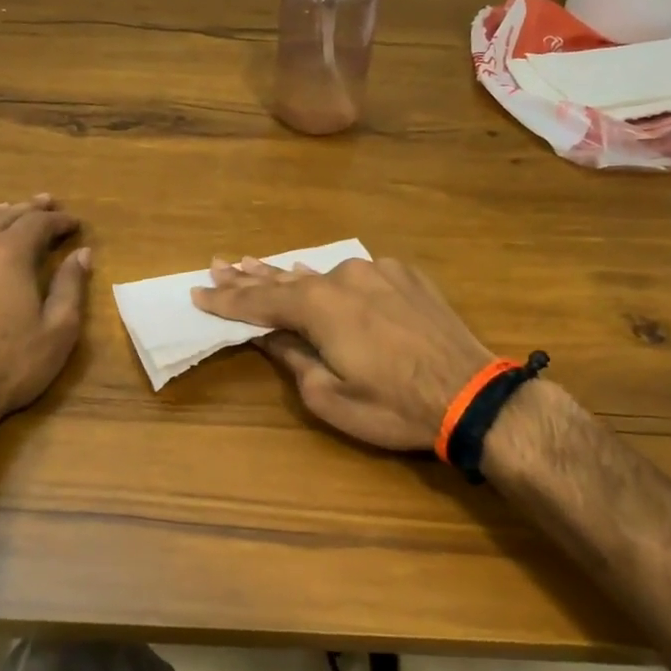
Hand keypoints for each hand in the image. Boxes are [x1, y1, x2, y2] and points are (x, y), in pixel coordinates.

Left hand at [0, 196, 90, 429]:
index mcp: (8, 253)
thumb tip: (82, 254)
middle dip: (29, 209)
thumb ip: (71, 287)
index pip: (38, 223)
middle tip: (47, 204)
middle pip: (4, 215)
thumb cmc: (7, 365)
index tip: (75, 224)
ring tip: (9, 211)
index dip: (59, 221)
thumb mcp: (57, 331)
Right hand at [193, 255, 494, 450]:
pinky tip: (318, 276)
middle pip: (285, 277)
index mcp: (319, 306)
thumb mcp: (330, 396)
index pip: (259, 301)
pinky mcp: (406, 276)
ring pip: (321, 273)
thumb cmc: (394, 406)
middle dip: (249, 275)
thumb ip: (294, 358)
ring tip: (256, 264)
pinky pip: (356, 275)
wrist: (473, 395)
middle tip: (218, 264)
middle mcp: (344, 277)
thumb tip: (267, 336)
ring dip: (288, 274)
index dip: (226, 300)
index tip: (197, 293)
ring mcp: (378, 271)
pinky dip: (331, 279)